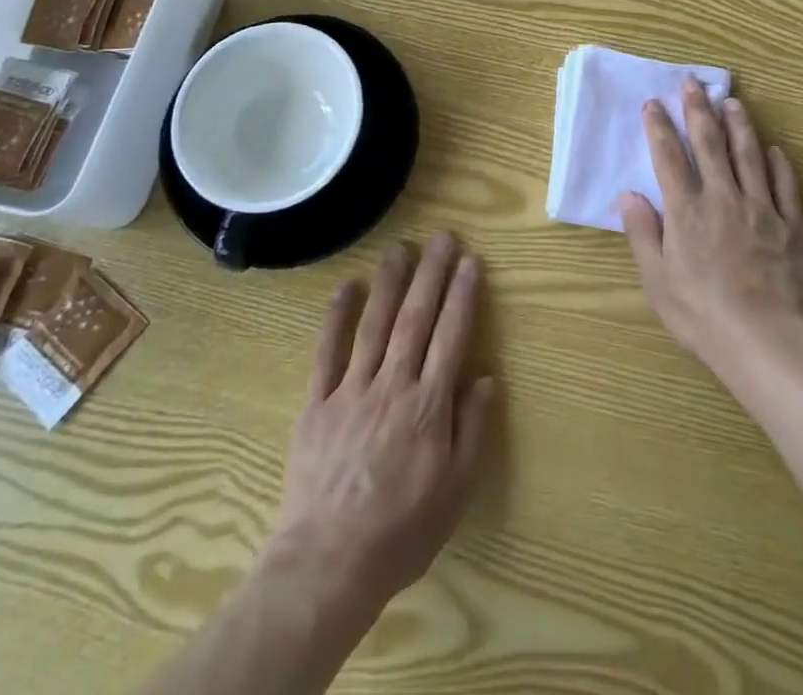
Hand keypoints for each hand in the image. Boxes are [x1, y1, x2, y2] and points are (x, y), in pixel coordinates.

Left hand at [267, 234, 494, 612]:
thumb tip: (485, 377)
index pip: (451, 337)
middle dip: (431, 274)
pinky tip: (347, 287)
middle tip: (441, 238)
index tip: (469, 261)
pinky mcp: (317, 403)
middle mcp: (392, 385)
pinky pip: (327, 352)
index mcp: (428, 406)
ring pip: (375, 324)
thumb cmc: (401, 532)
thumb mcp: (454, 493)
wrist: (328, 564)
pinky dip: (337, 317)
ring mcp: (351, 390)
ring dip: (390, 283)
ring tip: (400, 248)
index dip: (461, 296)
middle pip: (415, 319)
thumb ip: (471, 430)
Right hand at [615, 80, 802, 382]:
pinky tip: (774, 149)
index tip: (654, 103)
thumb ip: (643, 234)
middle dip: (698, 110)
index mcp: (686, 211)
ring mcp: (761, 209)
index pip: (669, 158)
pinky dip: (778, 164)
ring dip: (739, 125)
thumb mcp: (658, 281)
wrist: (767, 343)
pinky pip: (785, 186)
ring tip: (732, 102)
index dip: (660, 127)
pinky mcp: (792, 226)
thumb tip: (627, 195)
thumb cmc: (703, 316)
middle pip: (709, 144)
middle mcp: (722, 199)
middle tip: (693, 83)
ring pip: (748, 155)